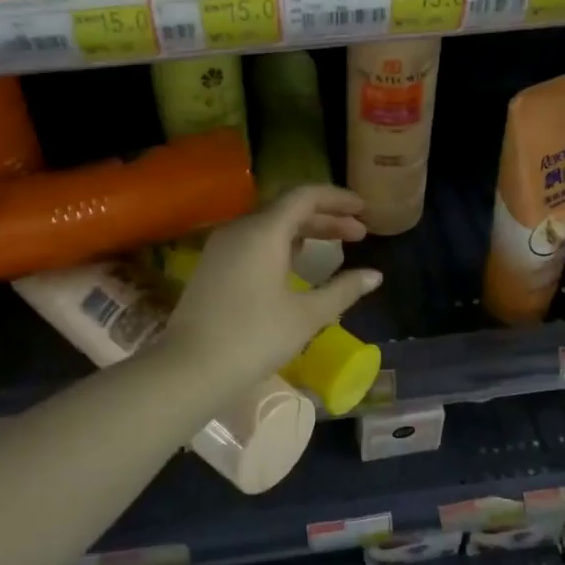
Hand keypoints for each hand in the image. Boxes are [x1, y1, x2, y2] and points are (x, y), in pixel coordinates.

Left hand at [162, 185, 382, 390]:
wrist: (189, 368)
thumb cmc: (254, 338)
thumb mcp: (306, 316)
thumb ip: (343, 290)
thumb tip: (375, 275)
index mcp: (264, 230)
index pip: (305, 196)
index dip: (338, 199)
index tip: (365, 210)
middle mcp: (240, 228)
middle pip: (288, 208)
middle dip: (326, 217)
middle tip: (359, 233)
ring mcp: (222, 246)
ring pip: (270, 224)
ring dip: (304, 230)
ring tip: (334, 245)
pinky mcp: (213, 264)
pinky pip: (253, 240)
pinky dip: (281, 243)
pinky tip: (297, 263)